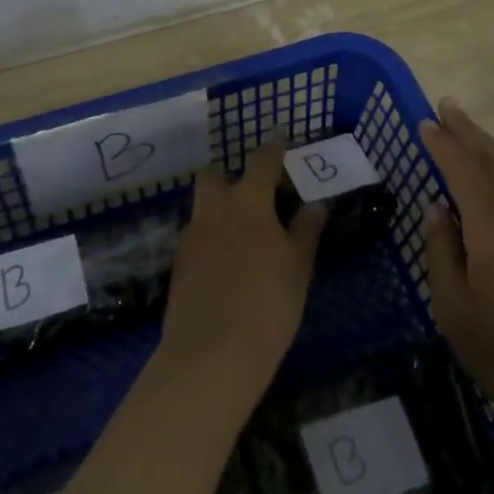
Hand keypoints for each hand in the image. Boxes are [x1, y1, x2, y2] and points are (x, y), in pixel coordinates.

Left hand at [159, 139, 326, 398]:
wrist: (211, 354)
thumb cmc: (267, 304)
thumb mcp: (298, 268)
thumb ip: (305, 231)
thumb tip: (315, 204)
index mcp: (248, 203)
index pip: (262, 162)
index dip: (274, 147)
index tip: (281, 138)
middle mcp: (214, 210)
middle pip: (213, 176)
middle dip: (229, 176)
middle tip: (252, 193)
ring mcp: (191, 236)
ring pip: (202, 207)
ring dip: (218, 208)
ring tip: (241, 232)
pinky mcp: (178, 264)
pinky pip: (196, 236)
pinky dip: (210, 238)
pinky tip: (225, 262)